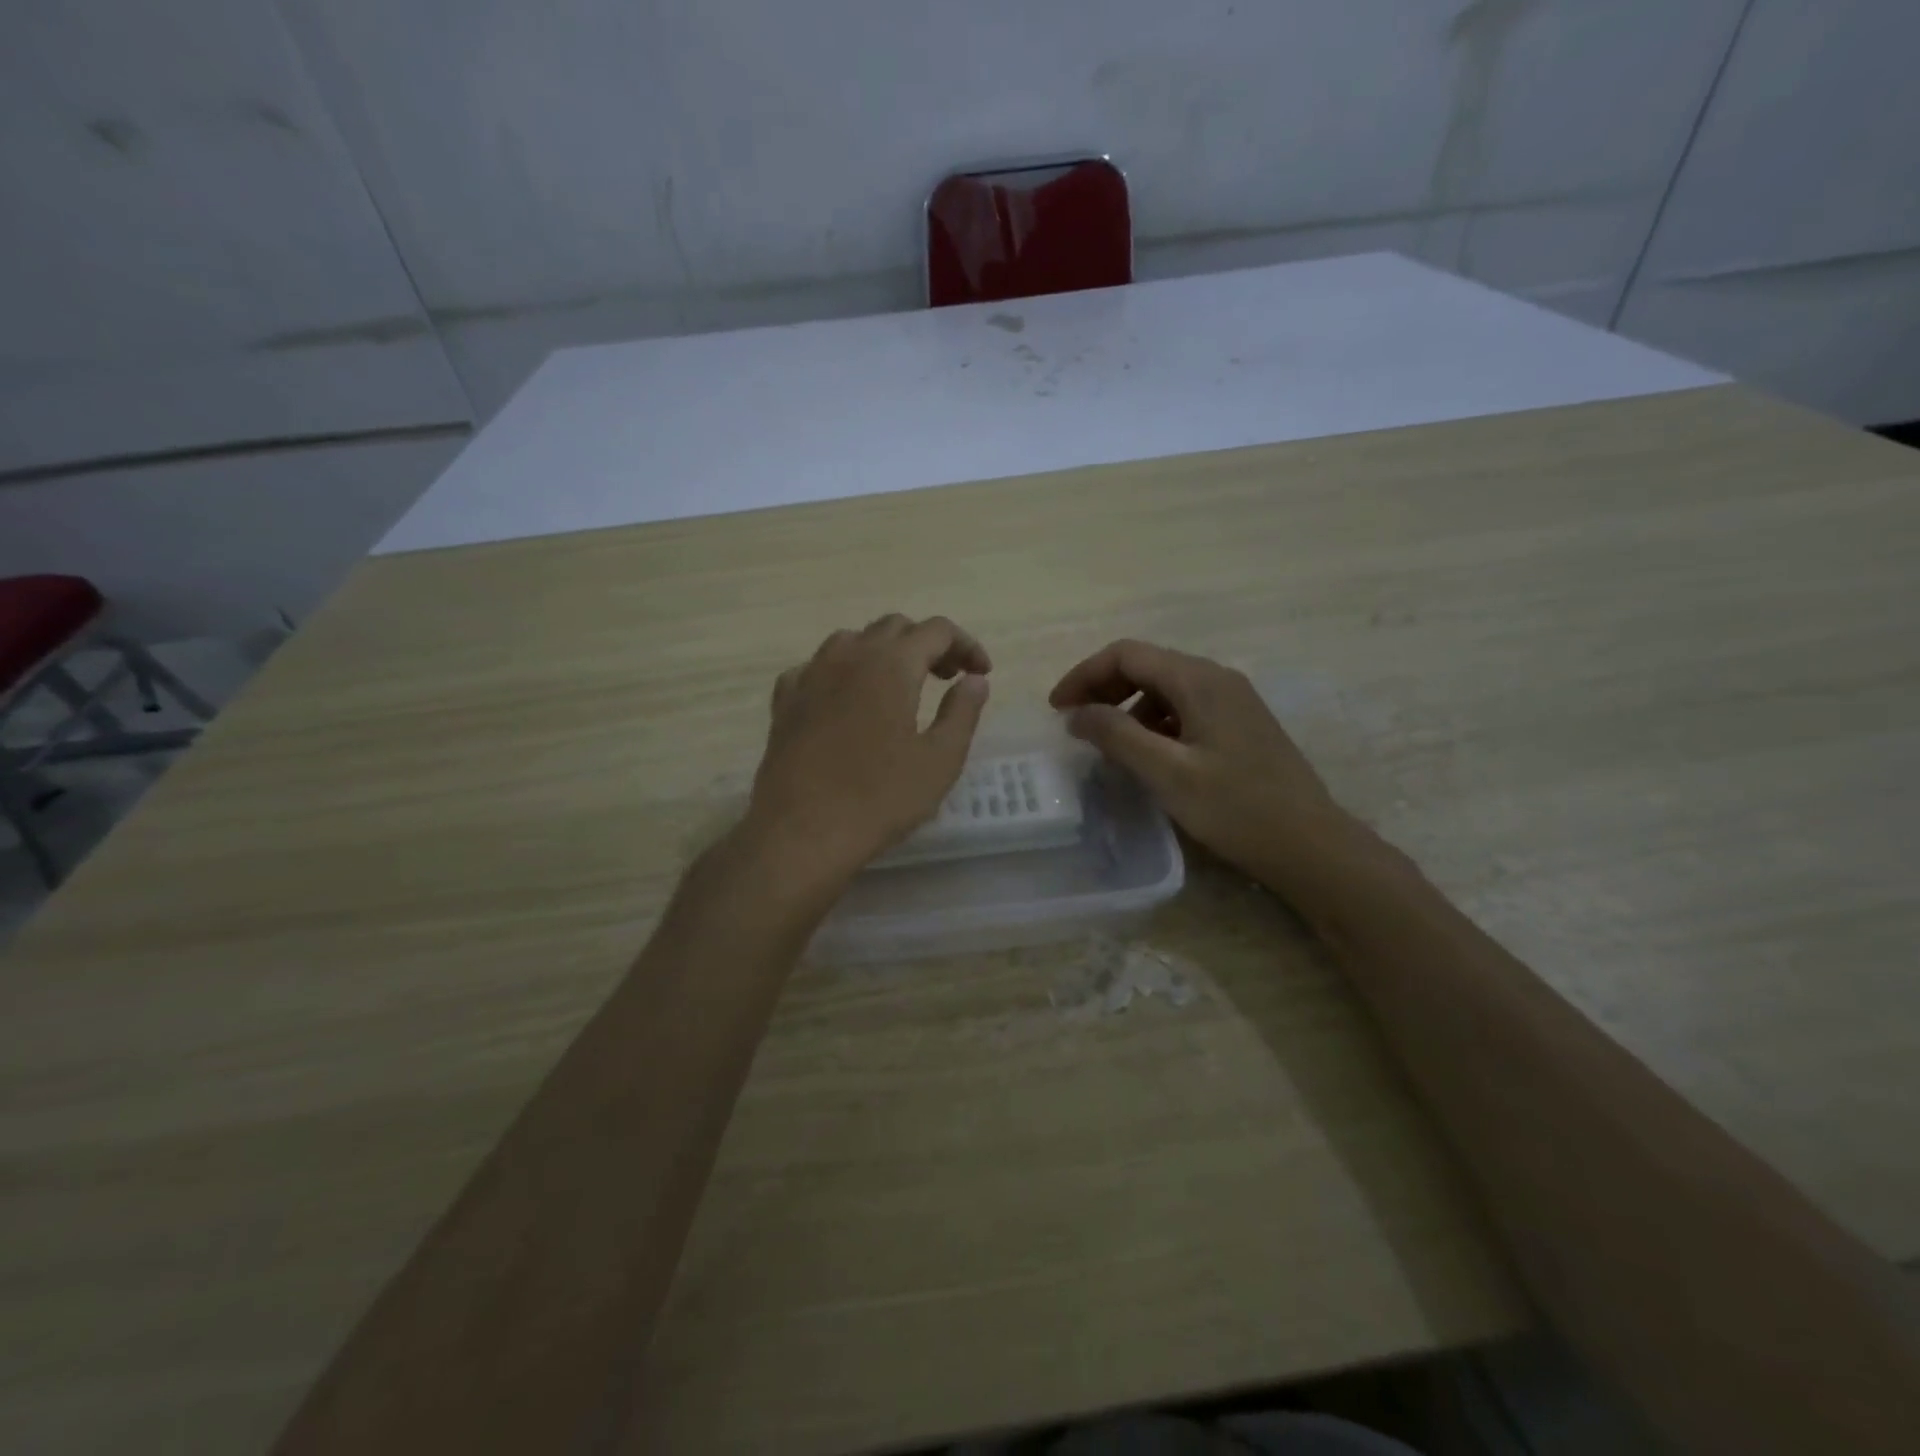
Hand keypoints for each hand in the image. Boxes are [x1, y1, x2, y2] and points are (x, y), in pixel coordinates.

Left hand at [743, 615, 990, 893]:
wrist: (801, 832)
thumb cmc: (880, 798)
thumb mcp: (940, 760)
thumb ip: (962, 712)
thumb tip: (975, 679)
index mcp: (892, 665)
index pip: (937, 630)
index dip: (966, 645)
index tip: (981, 673)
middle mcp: (849, 656)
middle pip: (894, 627)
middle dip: (926, 644)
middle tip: (946, 678)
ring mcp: (810, 675)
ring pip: (852, 640)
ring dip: (883, 652)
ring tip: (898, 687)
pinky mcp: (785, 700)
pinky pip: (817, 667)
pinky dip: (842, 672)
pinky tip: (847, 701)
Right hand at [1050, 640, 1356, 889]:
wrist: (1312, 846)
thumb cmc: (1237, 809)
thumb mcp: (1167, 774)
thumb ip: (1117, 736)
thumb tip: (1077, 713)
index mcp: (1199, 680)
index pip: (1127, 654)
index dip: (1084, 676)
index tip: (1057, 710)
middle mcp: (1217, 679)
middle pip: (1146, 665)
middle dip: (1103, 689)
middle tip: (1076, 725)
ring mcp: (1233, 701)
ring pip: (1165, 688)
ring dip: (1128, 708)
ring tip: (1108, 745)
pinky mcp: (1240, 725)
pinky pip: (1185, 709)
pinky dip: (1154, 723)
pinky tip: (1149, 756)